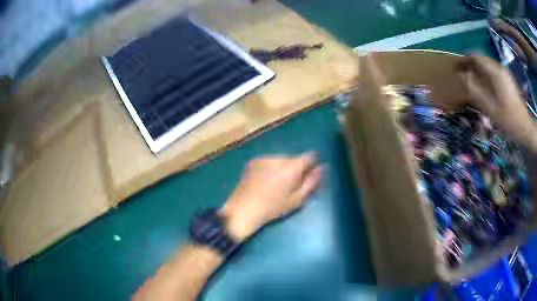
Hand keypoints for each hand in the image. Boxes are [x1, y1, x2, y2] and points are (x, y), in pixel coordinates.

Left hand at [220, 153, 322, 241]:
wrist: (242, 210)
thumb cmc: (272, 208)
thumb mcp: (297, 199)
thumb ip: (311, 182)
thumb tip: (322, 168)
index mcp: (290, 168)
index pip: (309, 156)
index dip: (311, 165)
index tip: (308, 176)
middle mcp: (277, 158)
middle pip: (294, 158)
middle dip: (296, 167)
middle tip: (291, 184)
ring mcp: (263, 158)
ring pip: (281, 159)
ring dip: (284, 167)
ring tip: (277, 184)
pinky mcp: (253, 161)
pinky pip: (269, 161)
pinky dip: (272, 167)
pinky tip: (266, 181)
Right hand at [457, 54, 536, 151]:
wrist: (526, 128)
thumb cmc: (509, 120)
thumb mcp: (491, 109)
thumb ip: (476, 91)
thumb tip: (463, 76)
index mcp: (496, 73)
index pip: (476, 57)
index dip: (464, 59)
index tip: (456, 66)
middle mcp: (500, 68)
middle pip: (481, 59)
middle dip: (470, 64)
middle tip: (461, 73)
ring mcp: (504, 73)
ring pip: (487, 64)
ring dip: (478, 68)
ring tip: (470, 78)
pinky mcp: (507, 80)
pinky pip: (493, 71)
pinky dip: (485, 74)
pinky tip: (483, 84)